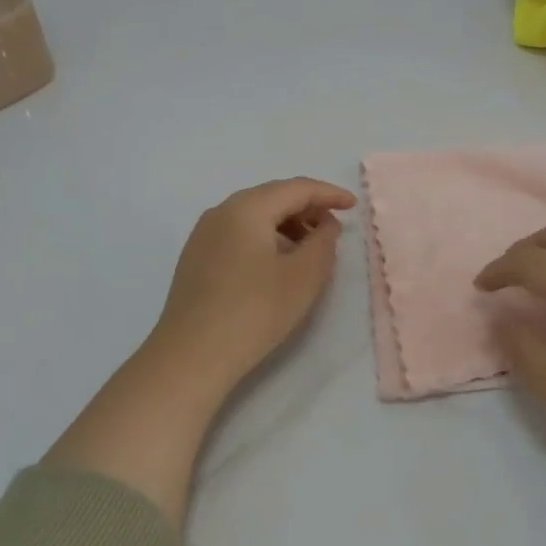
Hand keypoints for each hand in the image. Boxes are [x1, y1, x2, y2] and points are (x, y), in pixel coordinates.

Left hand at [152, 176, 357, 383]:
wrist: (191, 356)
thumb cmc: (255, 312)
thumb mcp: (304, 277)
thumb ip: (324, 242)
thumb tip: (325, 225)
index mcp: (247, 208)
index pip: (296, 188)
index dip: (329, 194)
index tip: (354, 206)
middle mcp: (221, 212)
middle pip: (273, 197)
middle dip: (307, 208)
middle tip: (334, 228)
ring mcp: (204, 235)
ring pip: (254, 216)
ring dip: (287, 225)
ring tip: (310, 250)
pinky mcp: (196, 258)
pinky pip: (239, 234)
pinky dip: (266, 238)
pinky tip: (278, 264)